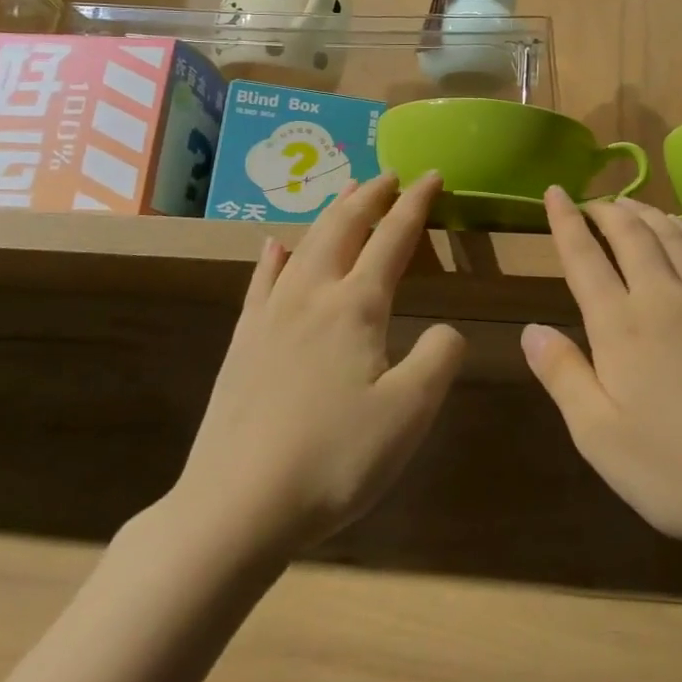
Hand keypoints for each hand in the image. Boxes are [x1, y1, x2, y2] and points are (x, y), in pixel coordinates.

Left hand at [173, 172, 465, 552]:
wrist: (235, 506)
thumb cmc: (334, 458)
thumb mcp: (409, 413)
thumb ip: (440, 358)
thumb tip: (446, 329)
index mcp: (356, 306)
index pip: (393, 238)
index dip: (416, 203)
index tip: (433, 175)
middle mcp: (312, 296)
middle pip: (344, 228)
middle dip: (369, 196)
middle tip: (388, 175)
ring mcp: (270, 317)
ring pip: (305, 245)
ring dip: (330, 214)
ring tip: (345, 194)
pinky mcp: (243, 344)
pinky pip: (261, 282)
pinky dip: (274, 257)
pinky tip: (274, 247)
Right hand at [523, 189, 681, 556]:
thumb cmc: (678, 470)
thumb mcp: (599, 436)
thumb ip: (563, 376)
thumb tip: (531, 329)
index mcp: (621, 327)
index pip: (585, 259)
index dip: (566, 222)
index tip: (555, 192)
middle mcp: (664, 298)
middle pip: (632, 236)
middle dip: (608, 211)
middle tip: (594, 200)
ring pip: (674, 237)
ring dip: (649, 214)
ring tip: (633, 204)